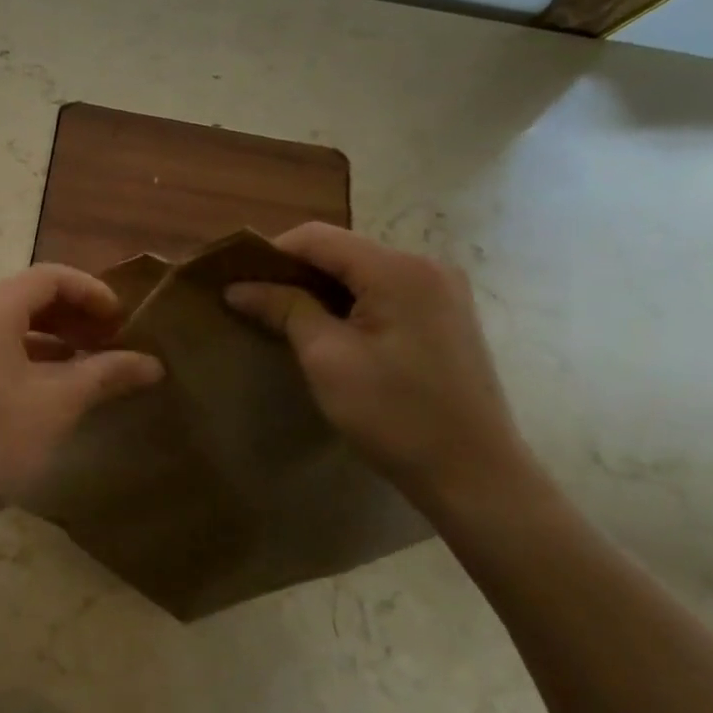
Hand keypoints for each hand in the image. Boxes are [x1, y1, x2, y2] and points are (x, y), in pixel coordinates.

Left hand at [0, 264, 163, 531]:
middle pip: (30, 296)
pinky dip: (33, 353)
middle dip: (76, 312)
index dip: (91, 291)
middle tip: (112, 340)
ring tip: (92, 361)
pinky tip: (57, 382)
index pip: (48, 277)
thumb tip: (153, 363)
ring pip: (14, 323)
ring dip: (56, 334)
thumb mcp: (59, 404)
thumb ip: (106, 374)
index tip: (123, 321)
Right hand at [225, 222, 528, 510]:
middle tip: (256, 304)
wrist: (475, 475)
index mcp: (397, 269)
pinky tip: (330, 333)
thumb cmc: (394, 415)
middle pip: (341, 251)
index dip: (270, 254)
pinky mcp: (446, 316)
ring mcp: (442, 291)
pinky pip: (384, 292)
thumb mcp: (327, 359)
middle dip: (294, 273)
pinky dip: (349, 304)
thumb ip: (284, 309)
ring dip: (320, 290)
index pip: (317, 237)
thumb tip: (237, 287)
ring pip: (361, 272)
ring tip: (286, 320)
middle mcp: (426, 266)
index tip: (238, 284)